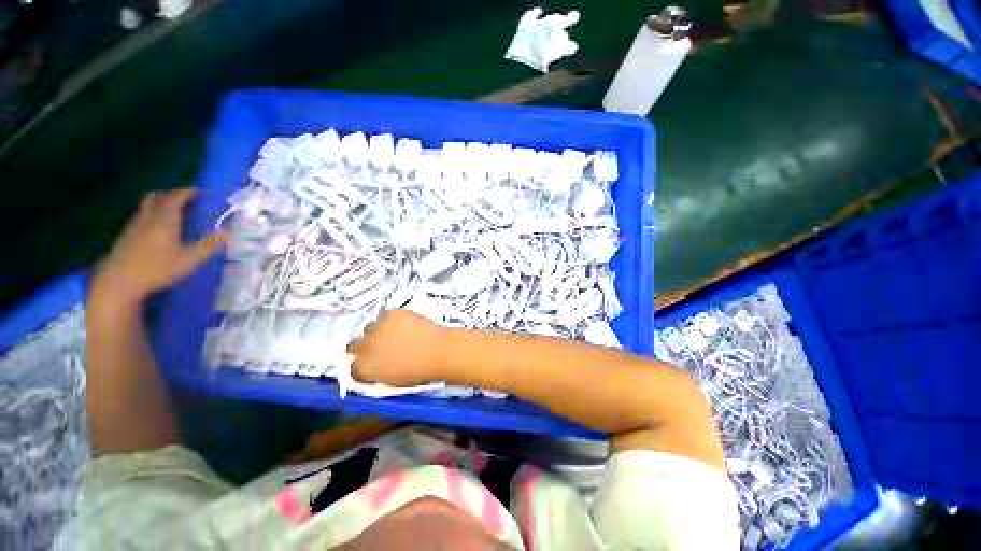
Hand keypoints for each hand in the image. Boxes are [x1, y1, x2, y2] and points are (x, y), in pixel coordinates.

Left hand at [92, 188, 226, 303]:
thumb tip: (231, 233)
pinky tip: (159, 228)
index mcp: (165, 219)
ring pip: (147, 205)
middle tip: (186, 200)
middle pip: (157, 196)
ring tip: (175, 212)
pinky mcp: (127, 234)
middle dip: (172, 194)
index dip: (189, 191)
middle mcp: (148, 217)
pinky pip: (142, 215)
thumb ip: (209, 245)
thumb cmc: (157, 268)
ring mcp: (135, 225)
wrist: (119, 281)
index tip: (201, 191)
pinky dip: (153, 214)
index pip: (176, 196)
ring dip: (161, 203)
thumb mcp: (189, 260)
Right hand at [347, 310, 453, 385]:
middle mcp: (365, 347)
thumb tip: (372, 367)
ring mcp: (378, 327)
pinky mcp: (391, 313)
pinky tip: (404, 324)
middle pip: (354, 346)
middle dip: (364, 347)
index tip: (372, 364)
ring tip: (395, 334)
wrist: (439, 351)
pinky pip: (385, 315)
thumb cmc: (420, 371)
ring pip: (370, 327)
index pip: (352, 368)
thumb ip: (376, 373)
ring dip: (378, 332)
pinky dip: (391, 319)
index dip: (362, 366)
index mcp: (365, 368)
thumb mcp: (392, 380)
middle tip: (381, 347)